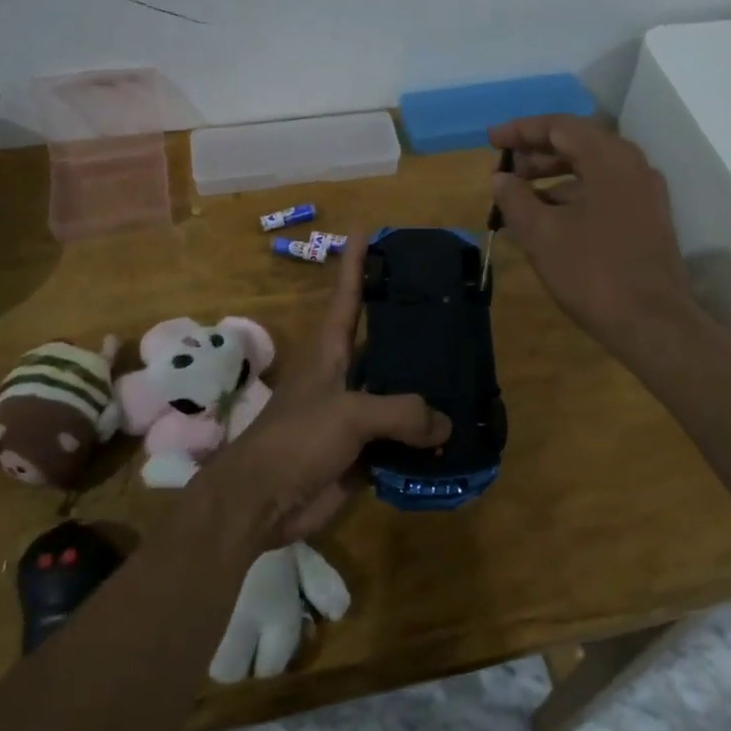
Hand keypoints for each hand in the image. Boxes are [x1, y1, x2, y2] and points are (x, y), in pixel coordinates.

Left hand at [201, 242, 451, 545]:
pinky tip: (455, 436)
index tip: (366, 228)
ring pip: (396, 395)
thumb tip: (445, 424)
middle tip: (453, 310)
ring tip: (468, 374)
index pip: (346, 296)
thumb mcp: (349, 414)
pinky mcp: (361, 453)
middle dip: (412, 329)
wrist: (261, 502)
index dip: (355, 262)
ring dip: (425, 391)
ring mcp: (352, 416)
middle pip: (382, 345)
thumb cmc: (296, 441)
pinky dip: (423, 440)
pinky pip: (400, 440)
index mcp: (330, 352)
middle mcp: (343, 377)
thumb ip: (400, 412)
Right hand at [487, 114, 700, 356]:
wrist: (652, 323)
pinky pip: (605, 190)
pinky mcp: (647, 217)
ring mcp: (644, 192)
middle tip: (503, 168)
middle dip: (537, 151)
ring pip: (593, 168)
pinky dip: (574, 193)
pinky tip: (549, 215)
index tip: (490, 140)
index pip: (560, 127)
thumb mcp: (541, 234)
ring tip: (519, 192)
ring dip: (554, 173)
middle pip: (579, 142)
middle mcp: (633, 166)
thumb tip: (501, 177)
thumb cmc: (592, 273)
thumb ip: (515, 199)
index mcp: (610, 160)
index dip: (521, 130)